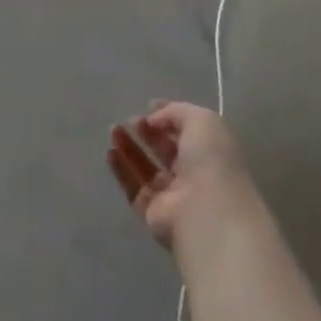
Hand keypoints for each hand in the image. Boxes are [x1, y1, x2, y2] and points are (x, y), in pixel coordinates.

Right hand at [107, 101, 259, 249]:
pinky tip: (110, 152)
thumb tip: (152, 120)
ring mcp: (173, 195)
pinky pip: (134, 189)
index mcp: (210, 151)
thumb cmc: (210, 160)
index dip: (169, 117)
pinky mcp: (153, 214)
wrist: (207, 211)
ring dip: (129, 147)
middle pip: (165, 149)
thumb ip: (175, 112)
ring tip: (113, 130)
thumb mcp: (201, 120)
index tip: (149, 106)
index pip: (187, 131)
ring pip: (147, 168)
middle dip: (147, 132)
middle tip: (130, 119)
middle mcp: (193, 173)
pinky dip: (122, 170)